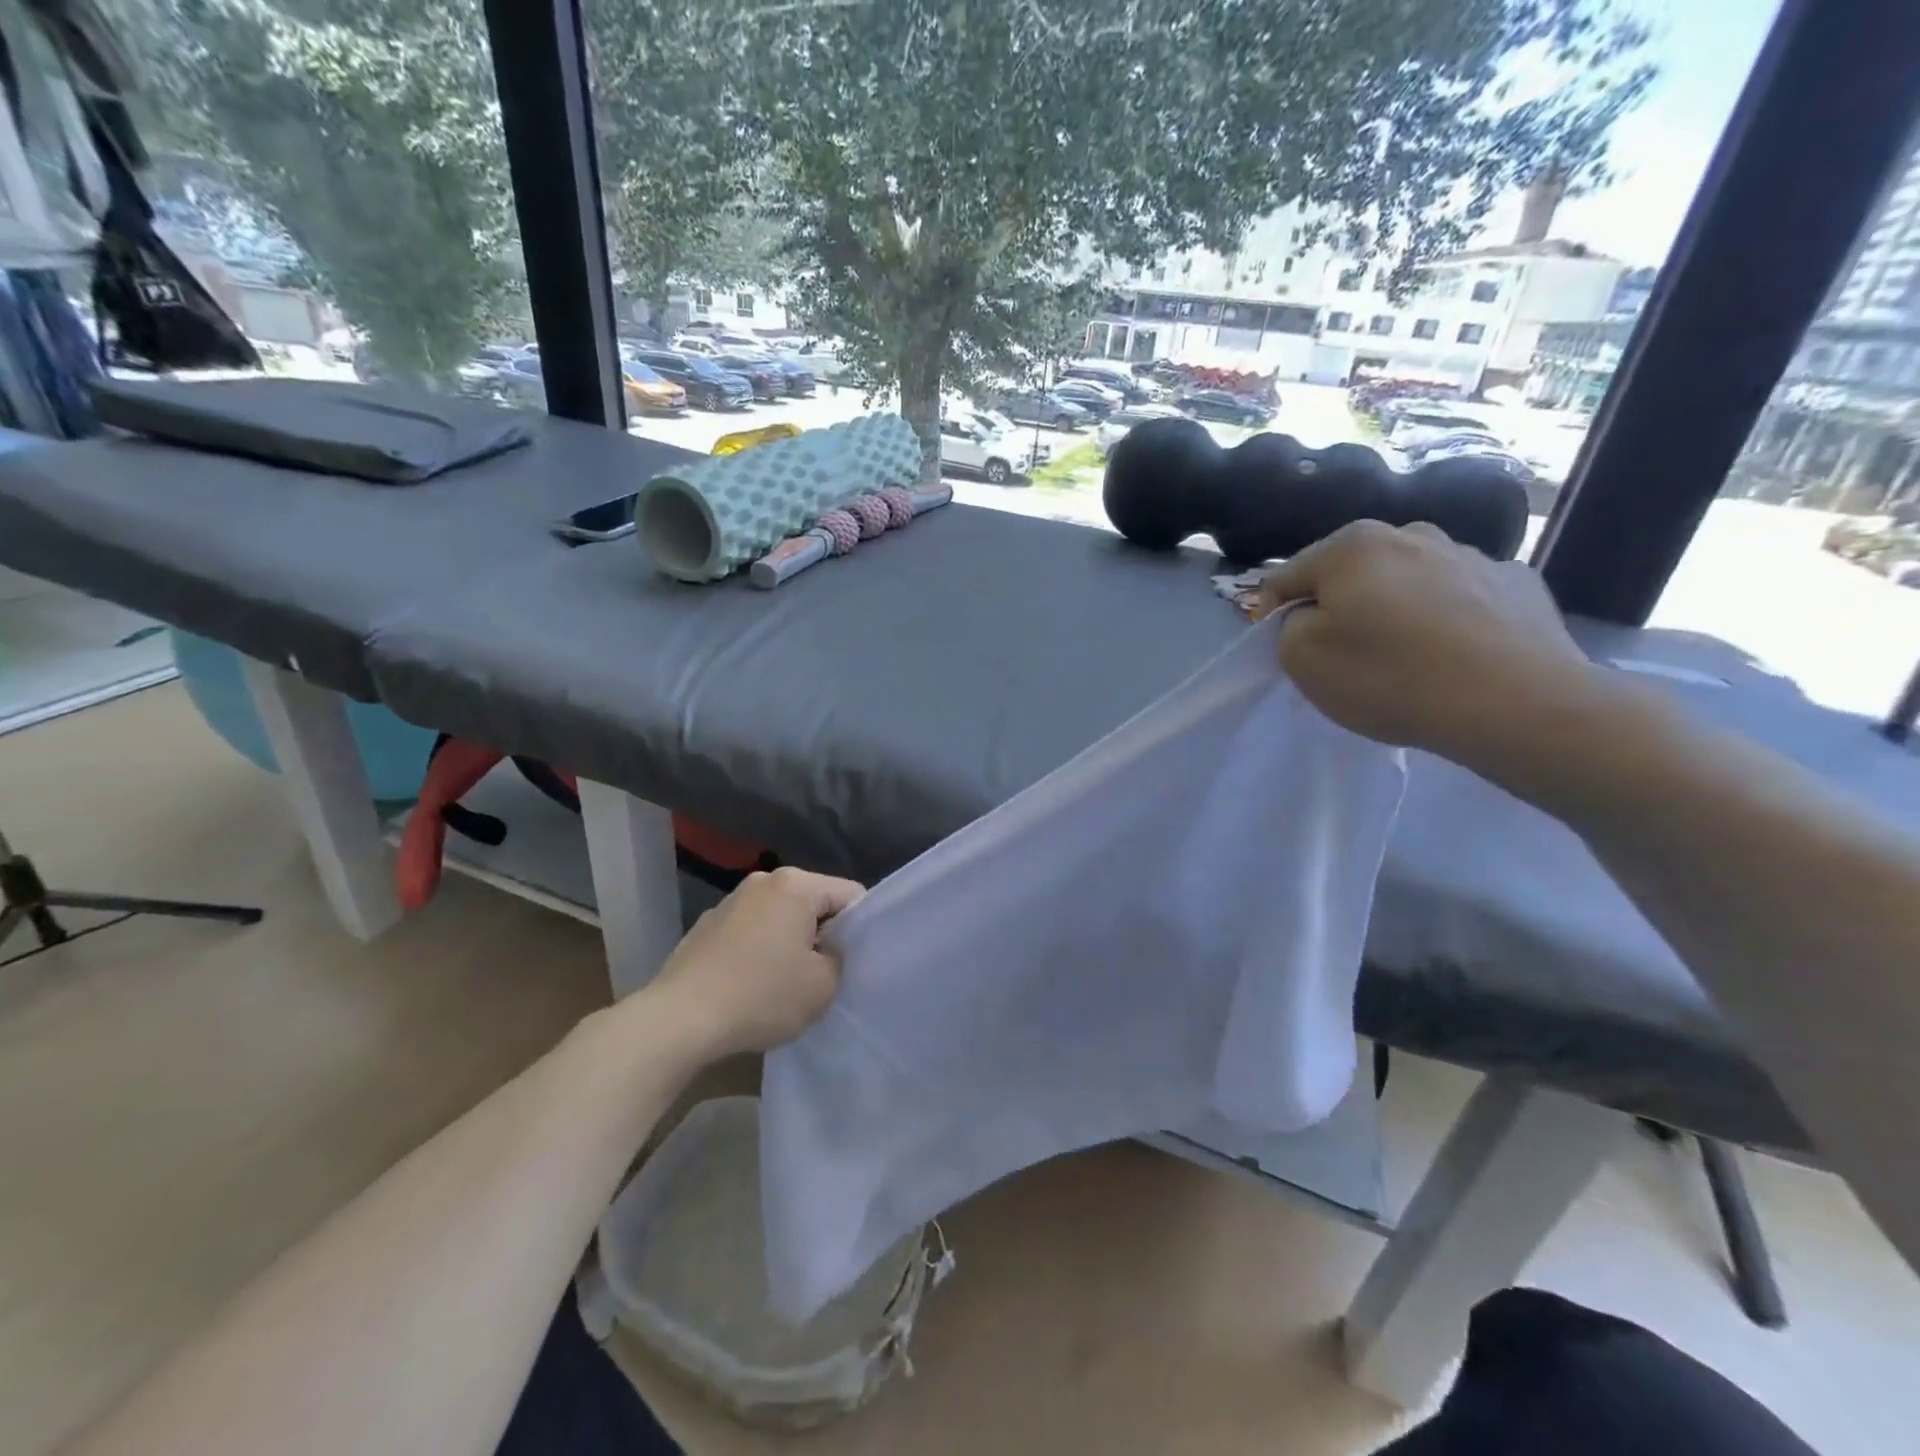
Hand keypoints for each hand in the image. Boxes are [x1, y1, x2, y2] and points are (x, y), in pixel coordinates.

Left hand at [647, 867, 864, 1058]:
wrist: (678, 1019)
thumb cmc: (761, 996)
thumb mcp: (823, 986)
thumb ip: (839, 958)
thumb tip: (827, 949)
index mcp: (796, 884)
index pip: (850, 895)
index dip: (861, 928)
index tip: (854, 961)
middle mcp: (763, 881)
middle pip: (813, 903)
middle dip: (823, 934)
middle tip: (823, 975)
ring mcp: (730, 902)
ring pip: (780, 917)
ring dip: (789, 943)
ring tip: (785, 984)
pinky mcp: (706, 926)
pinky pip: (751, 932)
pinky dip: (759, 951)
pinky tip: (751, 986)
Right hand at [1256, 521, 1599, 772]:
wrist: (1517, 704)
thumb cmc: (1391, 677)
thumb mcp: (1302, 659)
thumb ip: (1288, 627)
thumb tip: (1311, 614)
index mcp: (1351, 545)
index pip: (1286, 576)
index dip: (1273, 615)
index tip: (1282, 652)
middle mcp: (1410, 533)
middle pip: (1349, 572)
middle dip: (1337, 606)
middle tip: (1341, 654)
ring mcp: (1470, 553)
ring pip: (1405, 581)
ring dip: (1391, 608)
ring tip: (1401, 657)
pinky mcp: (1516, 582)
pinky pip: (1457, 598)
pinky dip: (1444, 618)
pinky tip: (1451, 656)